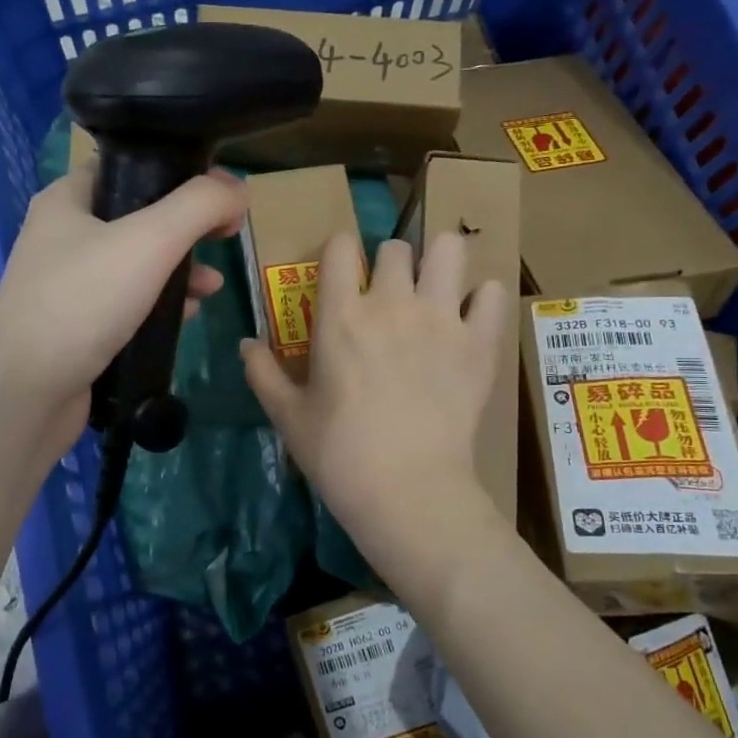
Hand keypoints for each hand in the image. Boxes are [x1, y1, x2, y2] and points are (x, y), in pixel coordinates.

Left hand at [0, 161, 245, 443]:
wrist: (24, 392)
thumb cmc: (81, 303)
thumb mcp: (148, 241)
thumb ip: (198, 206)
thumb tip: (238, 186)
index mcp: (68, 200)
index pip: (130, 167)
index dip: (180, 174)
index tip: (222, 194)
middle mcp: (64, 236)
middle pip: (139, 217)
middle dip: (186, 229)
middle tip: (225, 237)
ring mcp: (69, 285)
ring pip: (137, 265)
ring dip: (178, 271)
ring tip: (212, 286)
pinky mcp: (78, 327)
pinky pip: (128, 304)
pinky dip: (159, 305)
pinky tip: (186, 316)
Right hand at [243, 230, 507, 555]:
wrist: (406, 490)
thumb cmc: (338, 454)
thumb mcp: (288, 417)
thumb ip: (262, 374)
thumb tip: (244, 345)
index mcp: (340, 315)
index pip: (340, 247)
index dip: (340, 249)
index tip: (341, 269)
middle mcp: (391, 303)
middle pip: (396, 247)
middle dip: (390, 261)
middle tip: (389, 291)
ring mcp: (441, 318)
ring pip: (450, 250)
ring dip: (440, 260)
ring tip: (436, 286)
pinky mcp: (480, 343)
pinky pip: (493, 294)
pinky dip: (483, 298)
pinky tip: (472, 316)